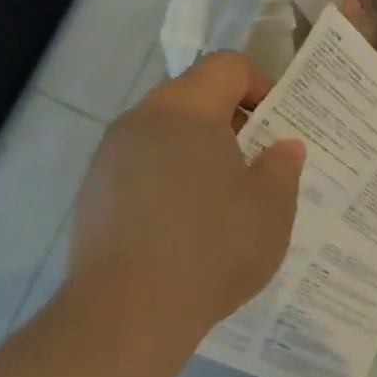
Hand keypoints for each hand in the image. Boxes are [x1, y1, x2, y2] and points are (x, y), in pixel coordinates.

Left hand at [63, 52, 304, 335]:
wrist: (129, 311)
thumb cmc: (213, 248)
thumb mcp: (272, 209)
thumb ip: (283, 167)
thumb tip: (283, 146)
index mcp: (187, 110)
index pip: (227, 66)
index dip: (261, 84)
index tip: (279, 124)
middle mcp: (140, 120)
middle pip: (192, 97)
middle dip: (231, 122)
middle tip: (257, 164)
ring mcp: (110, 157)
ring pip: (164, 135)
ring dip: (198, 153)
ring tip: (222, 201)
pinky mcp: (93, 193)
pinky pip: (141, 169)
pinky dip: (168, 181)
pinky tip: (184, 228)